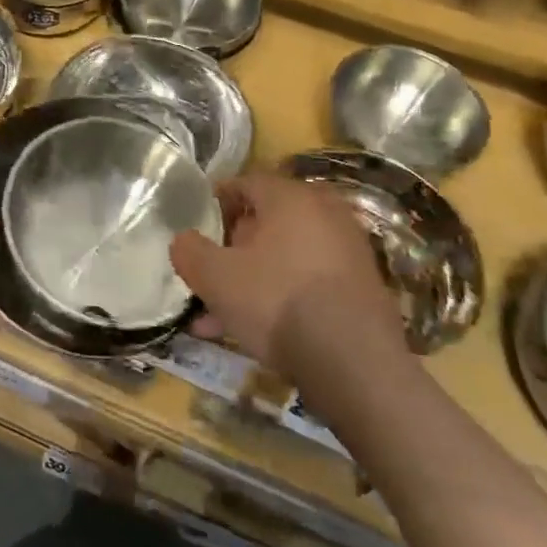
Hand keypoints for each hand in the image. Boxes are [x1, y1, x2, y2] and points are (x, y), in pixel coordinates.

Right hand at [170, 174, 407, 378]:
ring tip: (221, 316)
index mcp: (290, 197)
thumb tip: (184, 241)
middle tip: (211, 272)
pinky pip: (308, 281)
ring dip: (252, 279)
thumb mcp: (214, 276)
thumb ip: (189, 251)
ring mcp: (349, 252)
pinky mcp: (362, 289)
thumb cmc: (277, 301)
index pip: (245, 182)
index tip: (198, 227)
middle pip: (267, 221)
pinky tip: (255, 332)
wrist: (355, 364)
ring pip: (285, 258)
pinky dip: (281, 296)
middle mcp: (325, 214)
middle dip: (233, 247)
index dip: (216, 202)